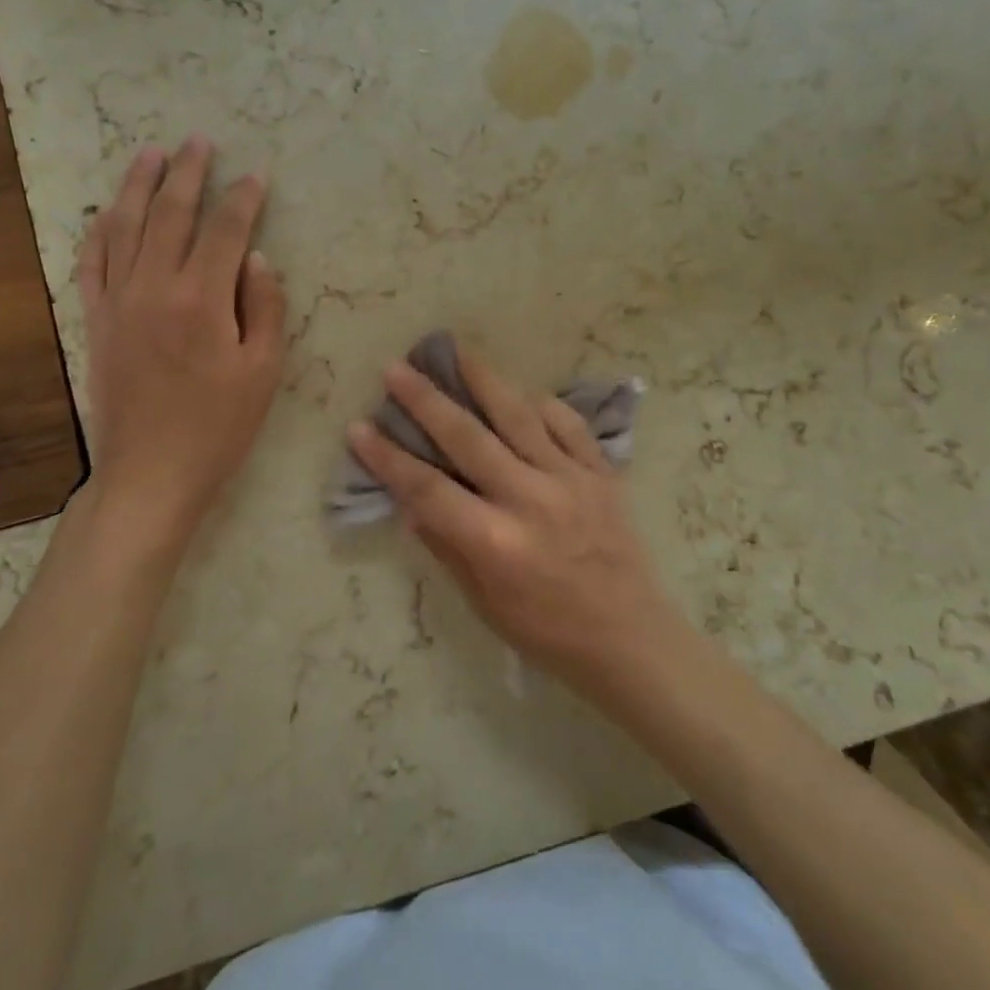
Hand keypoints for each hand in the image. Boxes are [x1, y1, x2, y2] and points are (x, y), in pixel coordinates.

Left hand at [73, 137, 286, 552]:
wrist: (151, 473)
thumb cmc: (219, 427)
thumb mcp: (263, 372)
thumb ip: (264, 307)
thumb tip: (258, 258)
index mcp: (202, 300)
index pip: (227, 231)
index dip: (244, 198)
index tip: (256, 174)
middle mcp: (155, 288)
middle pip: (171, 214)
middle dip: (188, 173)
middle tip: (199, 141)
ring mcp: (118, 302)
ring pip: (125, 227)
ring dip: (138, 186)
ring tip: (149, 153)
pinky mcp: (96, 321)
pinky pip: (92, 263)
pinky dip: (100, 230)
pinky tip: (108, 211)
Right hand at [347, 341, 684, 695]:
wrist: (631, 639)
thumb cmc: (548, 632)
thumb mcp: (485, 603)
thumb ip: (447, 546)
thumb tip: (411, 502)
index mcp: (495, 541)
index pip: (427, 489)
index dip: (388, 457)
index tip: (358, 428)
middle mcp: (530, 499)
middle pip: (467, 437)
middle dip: (425, 399)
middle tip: (395, 368)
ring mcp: (570, 479)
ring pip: (518, 415)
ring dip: (482, 379)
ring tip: (456, 350)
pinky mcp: (601, 472)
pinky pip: (568, 424)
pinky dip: (541, 404)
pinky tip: (521, 393)